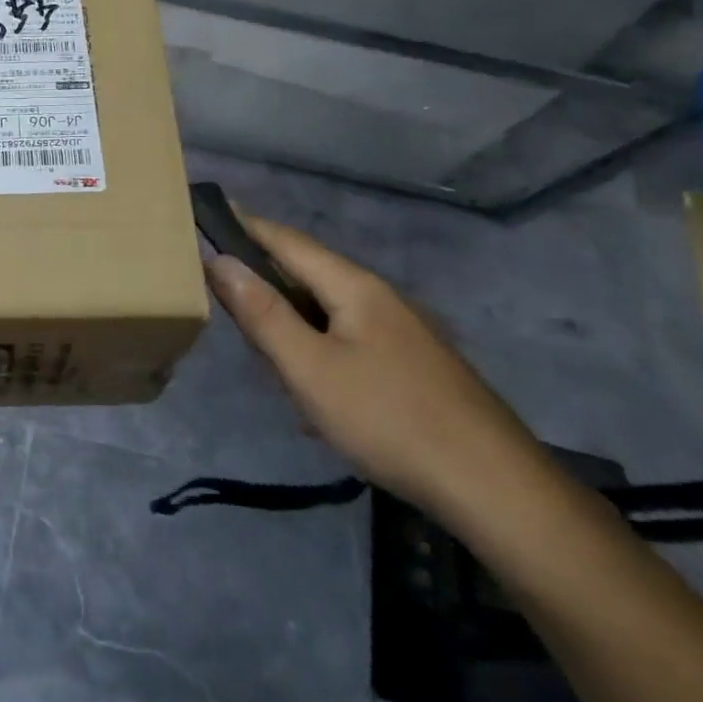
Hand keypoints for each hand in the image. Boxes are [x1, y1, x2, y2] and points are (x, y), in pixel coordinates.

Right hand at [204, 209, 543, 513]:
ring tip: (265, 362)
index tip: (208, 213)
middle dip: (263, 285)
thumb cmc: (388, 418)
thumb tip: (219, 260)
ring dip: (290, 329)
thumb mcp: (309, 367)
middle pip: (306, 276)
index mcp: (354, 287)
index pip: (287, 241)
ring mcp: (401, 334)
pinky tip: (313, 399)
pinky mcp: (412, 367)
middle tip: (222, 304)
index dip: (246, 226)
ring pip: (326, 315)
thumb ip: (262, 313)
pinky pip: (347, 344)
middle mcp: (380, 299)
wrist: (493, 488)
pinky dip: (317, 356)